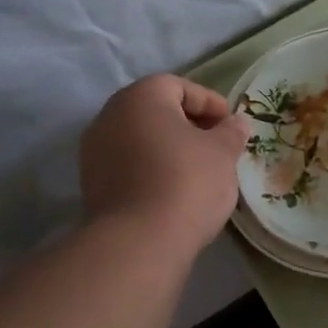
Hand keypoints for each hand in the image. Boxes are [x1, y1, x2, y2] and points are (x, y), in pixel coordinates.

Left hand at [81, 75, 246, 255]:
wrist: (139, 242)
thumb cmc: (187, 182)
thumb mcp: (222, 152)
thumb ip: (231, 132)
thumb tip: (236, 123)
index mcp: (140, 97)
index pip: (178, 86)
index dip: (209, 102)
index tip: (230, 124)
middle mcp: (109, 116)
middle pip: (155, 110)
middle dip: (188, 123)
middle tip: (216, 143)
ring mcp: (94, 152)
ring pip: (140, 138)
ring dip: (168, 147)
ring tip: (198, 169)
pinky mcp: (92, 185)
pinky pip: (128, 164)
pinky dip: (151, 168)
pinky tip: (174, 189)